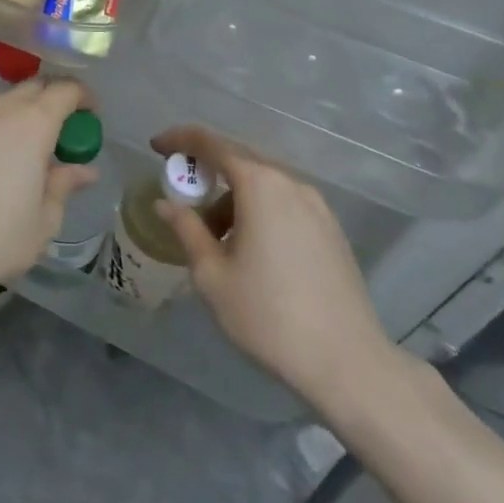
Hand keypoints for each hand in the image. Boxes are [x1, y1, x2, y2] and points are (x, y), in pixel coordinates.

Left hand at [0, 79, 98, 302]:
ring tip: (35, 146)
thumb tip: (84, 170)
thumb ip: (63, 186)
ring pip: (7, 100)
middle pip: (35, 87)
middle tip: (67, 131)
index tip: (93, 116)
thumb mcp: (43, 220)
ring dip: (26, 112)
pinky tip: (2, 156)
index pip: (65, 90)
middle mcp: (1, 110)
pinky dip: (2, 124)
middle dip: (55, 100)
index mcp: (32, 123)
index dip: (83, 97)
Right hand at [150, 126, 402, 413]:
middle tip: (180, 187)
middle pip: (240, 157)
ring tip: (214, 234)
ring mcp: (317, 206)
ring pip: (264, 182)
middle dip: (206, 166)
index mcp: (260, 185)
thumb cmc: (268, 316)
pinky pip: (284, 201)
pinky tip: (249, 245)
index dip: (180, 139)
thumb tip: (166, 204)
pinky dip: (258, 207)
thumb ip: (187, 229)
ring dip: (232, 194)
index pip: (212, 144)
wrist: (348, 363)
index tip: (155, 146)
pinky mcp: (331, 229)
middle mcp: (290, 184)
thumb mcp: (212, 275)